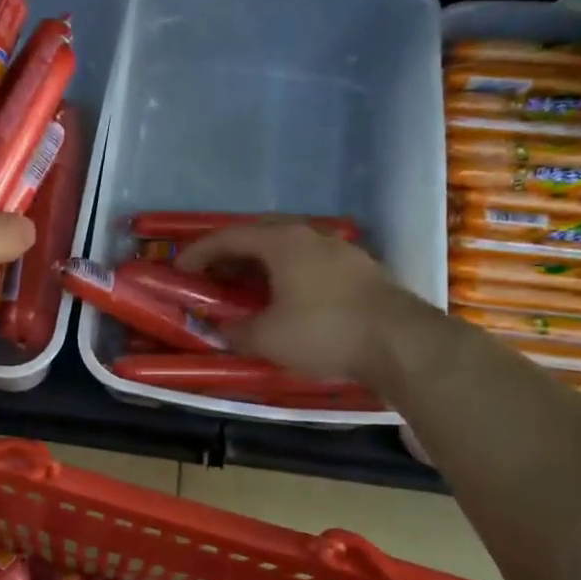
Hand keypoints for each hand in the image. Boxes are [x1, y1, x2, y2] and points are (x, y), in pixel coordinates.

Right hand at [176, 221, 398, 382]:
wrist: (401, 344)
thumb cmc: (324, 332)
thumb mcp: (267, 337)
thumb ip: (236, 329)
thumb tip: (223, 327)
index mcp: (282, 242)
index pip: (229, 237)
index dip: (198, 253)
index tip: (179, 270)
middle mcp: (311, 236)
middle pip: (260, 235)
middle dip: (231, 253)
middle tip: (212, 275)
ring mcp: (340, 251)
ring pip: (289, 249)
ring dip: (261, 265)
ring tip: (246, 288)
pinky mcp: (360, 271)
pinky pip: (310, 264)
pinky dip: (288, 275)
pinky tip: (287, 299)